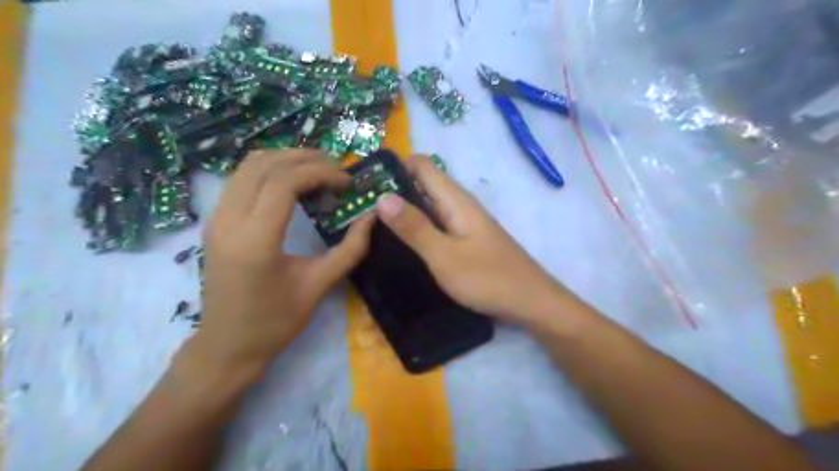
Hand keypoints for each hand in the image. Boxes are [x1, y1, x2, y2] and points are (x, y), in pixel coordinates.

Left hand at [196, 150, 372, 374]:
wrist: (226, 346)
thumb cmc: (274, 322)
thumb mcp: (318, 286)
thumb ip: (350, 249)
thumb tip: (372, 218)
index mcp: (255, 240)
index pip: (284, 182)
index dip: (320, 173)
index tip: (347, 182)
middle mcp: (228, 221)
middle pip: (263, 164)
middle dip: (304, 158)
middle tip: (336, 169)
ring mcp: (216, 219)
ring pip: (248, 166)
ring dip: (285, 159)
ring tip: (317, 170)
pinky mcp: (215, 221)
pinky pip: (240, 179)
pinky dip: (270, 171)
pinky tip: (292, 183)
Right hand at [376, 155, 566, 326]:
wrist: (531, 302)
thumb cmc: (488, 278)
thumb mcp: (444, 255)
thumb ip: (414, 227)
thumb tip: (382, 196)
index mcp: (455, 200)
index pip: (421, 165)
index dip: (394, 168)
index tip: (365, 186)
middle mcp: (459, 205)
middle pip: (422, 184)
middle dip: (393, 192)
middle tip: (361, 212)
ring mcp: (464, 223)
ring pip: (428, 206)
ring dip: (403, 212)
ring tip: (373, 227)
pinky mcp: (467, 240)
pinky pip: (436, 225)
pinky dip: (417, 228)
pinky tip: (402, 245)